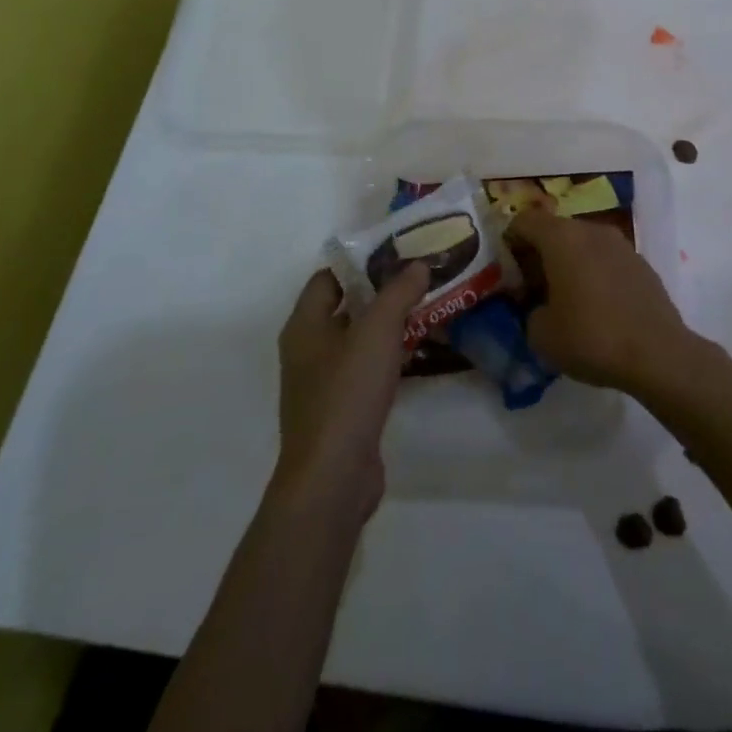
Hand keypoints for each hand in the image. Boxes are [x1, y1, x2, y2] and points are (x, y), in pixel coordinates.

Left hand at [274, 264, 425, 516]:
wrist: (332, 478)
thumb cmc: (347, 393)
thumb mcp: (377, 332)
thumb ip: (398, 293)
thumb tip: (418, 265)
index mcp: (304, 325)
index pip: (328, 278)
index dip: (360, 263)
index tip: (398, 254)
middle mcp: (308, 349)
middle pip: (345, 307)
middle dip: (381, 292)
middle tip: (420, 278)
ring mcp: (323, 382)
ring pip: (358, 340)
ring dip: (389, 325)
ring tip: (427, 309)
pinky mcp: (342, 410)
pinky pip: (366, 370)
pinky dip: (389, 357)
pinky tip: (419, 353)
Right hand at [503, 210, 696, 395]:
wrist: (658, 354)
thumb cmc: (591, 337)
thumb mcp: (540, 334)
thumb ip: (528, 311)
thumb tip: (538, 306)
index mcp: (562, 237)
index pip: (524, 220)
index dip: (509, 242)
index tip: (507, 273)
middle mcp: (591, 230)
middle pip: (554, 230)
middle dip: (538, 255)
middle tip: (531, 289)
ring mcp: (620, 244)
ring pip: (582, 244)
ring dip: (568, 263)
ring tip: (564, 299)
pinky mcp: (641, 263)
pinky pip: (605, 259)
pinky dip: (593, 273)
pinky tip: (595, 306)